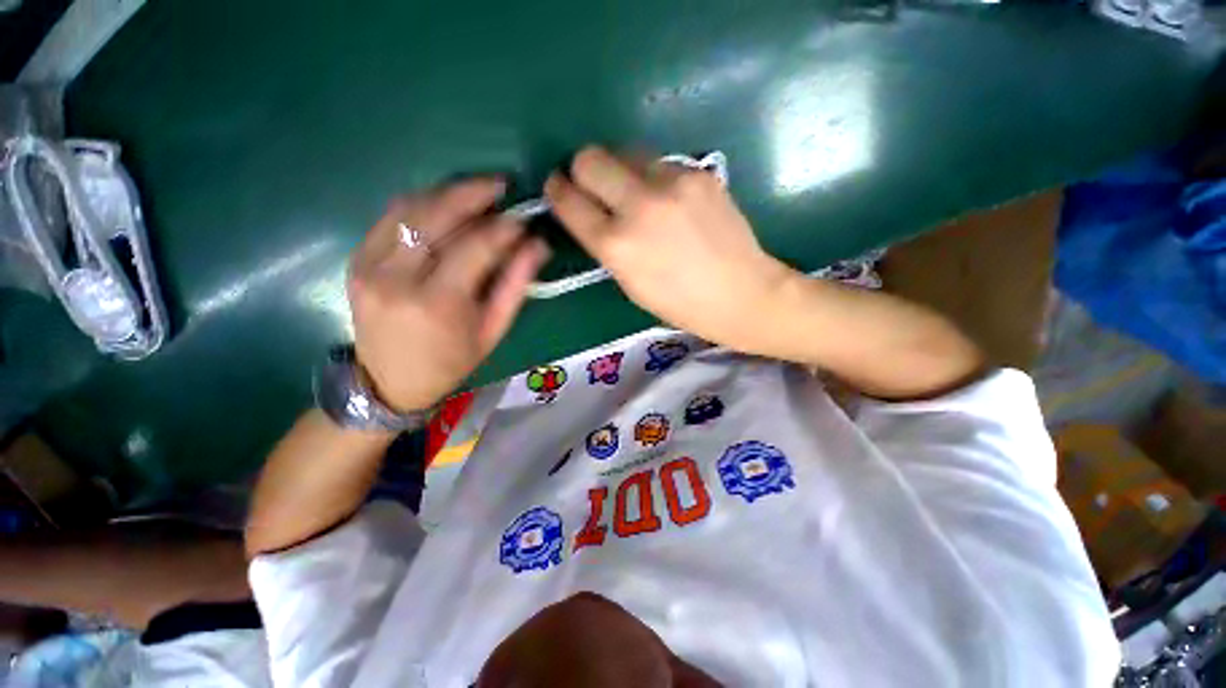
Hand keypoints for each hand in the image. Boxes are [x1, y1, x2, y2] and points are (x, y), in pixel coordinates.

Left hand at [348, 179, 549, 412]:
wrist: (389, 380)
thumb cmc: (451, 361)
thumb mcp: (493, 330)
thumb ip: (515, 285)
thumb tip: (537, 245)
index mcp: (438, 303)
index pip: (476, 247)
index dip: (504, 228)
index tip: (524, 219)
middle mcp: (397, 277)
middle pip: (437, 216)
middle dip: (473, 193)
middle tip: (501, 185)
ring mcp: (369, 264)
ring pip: (410, 208)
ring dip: (447, 192)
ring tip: (477, 191)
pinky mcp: (357, 258)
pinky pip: (391, 217)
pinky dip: (422, 203)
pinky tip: (444, 204)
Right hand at [544, 146, 792, 351]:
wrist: (741, 293)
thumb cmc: (679, 303)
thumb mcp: (629, 283)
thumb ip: (605, 243)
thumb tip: (590, 211)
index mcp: (616, 245)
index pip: (568, 200)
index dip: (557, 191)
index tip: (559, 188)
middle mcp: (639, 206)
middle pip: (590, 158)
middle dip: (583, 170)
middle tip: (594, 186)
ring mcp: (672, 183)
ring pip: (626, 152)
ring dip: (621, 171)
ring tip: (638, 195)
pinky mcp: (698, 172)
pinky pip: (660, 162)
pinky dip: (655, 177)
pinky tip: (671, 201)